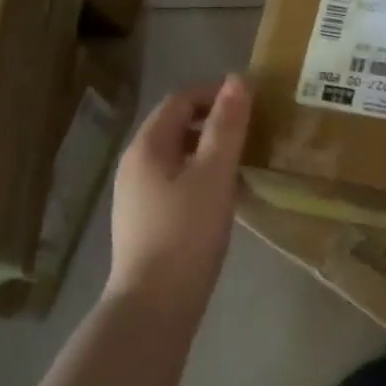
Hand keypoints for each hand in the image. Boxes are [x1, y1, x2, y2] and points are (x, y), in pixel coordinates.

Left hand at [107, 76, 251, 324]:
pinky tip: (221, 196)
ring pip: (175, 156)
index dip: (214, 93)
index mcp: (147, 147)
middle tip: (251, 131)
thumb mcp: (214, 175)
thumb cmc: (186, 233)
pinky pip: (173, 181)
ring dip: (207, 150)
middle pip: (174, 126)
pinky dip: (199, 175)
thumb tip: (237, 80)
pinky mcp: (144, 221)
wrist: (154, 305)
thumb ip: (226, 127)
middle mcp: (134, 164)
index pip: (179, 100)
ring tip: (242, 161)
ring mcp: (135, 195)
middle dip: (212, 121)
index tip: (251, 102)